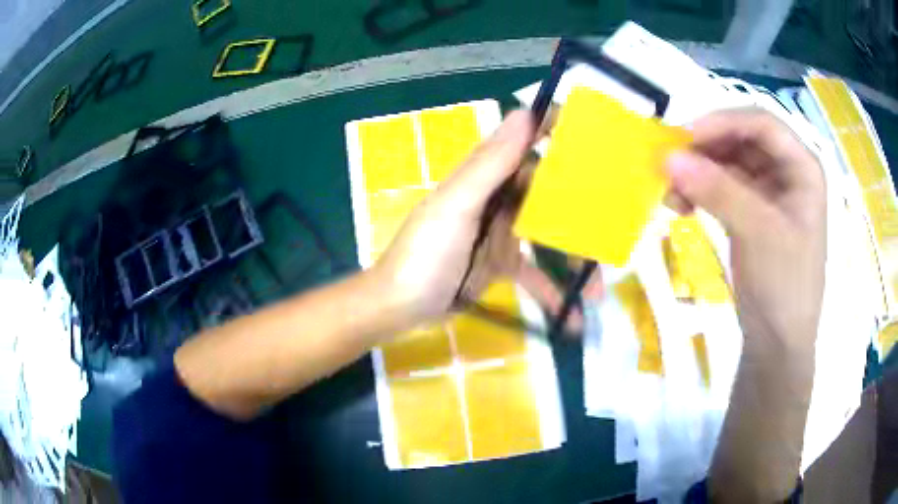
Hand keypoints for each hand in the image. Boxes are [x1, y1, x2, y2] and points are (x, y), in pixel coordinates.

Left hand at [372, 110, 600, 331]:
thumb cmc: (423, 255)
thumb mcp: (456, 206)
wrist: (398, 309)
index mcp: (484, 178)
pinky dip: (552, 293)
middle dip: (580, 211)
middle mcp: (496, 200)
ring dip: (573, 261)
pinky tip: (571, 316)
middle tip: (614, 227)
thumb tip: (524, 112)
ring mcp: (500, 235)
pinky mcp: (500, 267)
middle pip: (547, 196)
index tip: (595, 136)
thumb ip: (490, 164)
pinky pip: (534, 275)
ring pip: (548, 238)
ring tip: (598, 289)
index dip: (556, 135)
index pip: (525, 145)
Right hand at [667, 109, 826, 501]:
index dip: (723, 122)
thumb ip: (718, 191)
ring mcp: (768, 192)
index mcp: (802, 168)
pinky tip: (681, 206)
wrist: (777, 342)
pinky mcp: (750, 212)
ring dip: (698, 172)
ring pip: (727, 162)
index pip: (761, 124)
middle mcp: (786, 172)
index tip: (684, 138)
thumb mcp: (758, 233)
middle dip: (705, 149)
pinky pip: (721, 187)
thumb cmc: (784, 287)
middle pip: (741, 140)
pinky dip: (699, 191)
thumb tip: (668, 158)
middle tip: (670, 165)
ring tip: (670, 193)